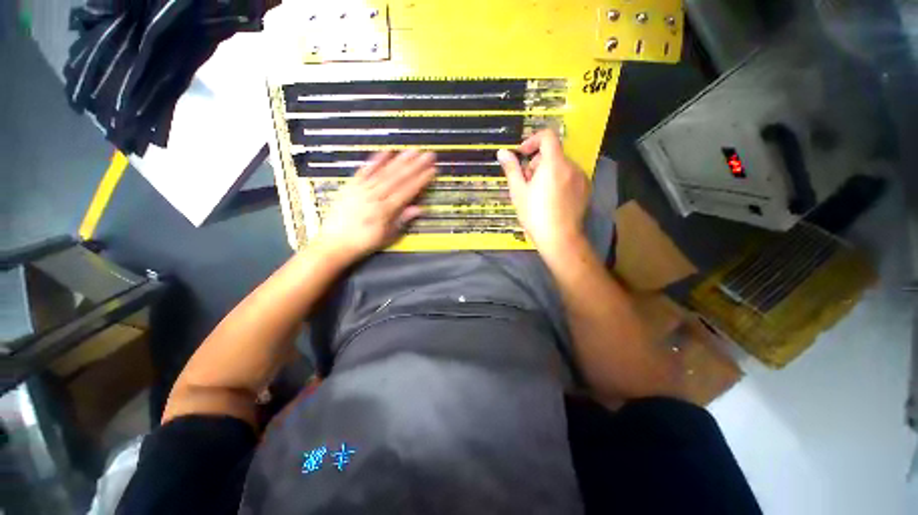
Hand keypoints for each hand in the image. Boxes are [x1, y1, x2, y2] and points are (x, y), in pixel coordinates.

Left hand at [315, 149, 434, 261]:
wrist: (336, 242)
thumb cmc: (364, 242)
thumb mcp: (388, 236)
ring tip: (412, 150)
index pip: (407, 191)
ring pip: (384, 172)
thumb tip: (419, 209)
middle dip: (414, 165)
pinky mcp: (352, 186)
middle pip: (398, 178)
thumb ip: (403, 220)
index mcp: (385, 210)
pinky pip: (365, 171)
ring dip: (400, 160)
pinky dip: (376, 161)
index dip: (421, 180)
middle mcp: (375, 196)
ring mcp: (362, 189)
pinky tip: (386, 152)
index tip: (432, 170)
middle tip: (427, 155)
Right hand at [497, 130, 589, 258]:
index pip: (547, 136)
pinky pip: (570, 177)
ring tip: (538, 194)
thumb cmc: (535, 214)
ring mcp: (581, 178)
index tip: (522, 155)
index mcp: (554, 163)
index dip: (532, 141)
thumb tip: (502, 152)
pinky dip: (559, 181)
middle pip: (553, 154)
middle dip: (537, 163)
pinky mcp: (586, 190)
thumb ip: (511, 169)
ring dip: (548, 173)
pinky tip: (552, 200)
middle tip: (526, 182)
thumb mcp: (518, 191)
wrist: (559, 238)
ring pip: (561, 166)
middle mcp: (571, 166)